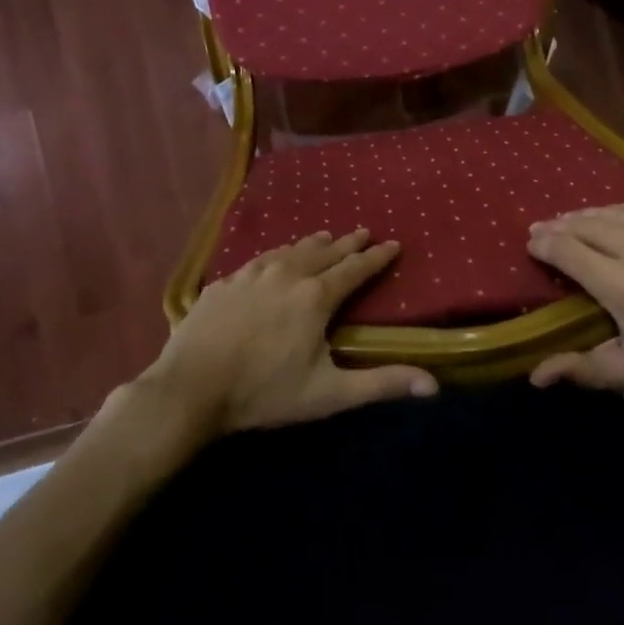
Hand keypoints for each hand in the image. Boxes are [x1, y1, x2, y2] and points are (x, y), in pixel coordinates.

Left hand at [146, 229, 437, 434]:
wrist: (189, 389)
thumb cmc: (264, 392)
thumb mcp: (329, 394)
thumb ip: (381, 384)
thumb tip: (433, 385)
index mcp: (315, 297)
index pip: (355, 269)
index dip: (377, 257)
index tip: (394, 243)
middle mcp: (287, 274)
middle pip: (324, 252)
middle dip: (348, 242)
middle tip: (363, 231)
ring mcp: (251, 275)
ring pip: (290, 250)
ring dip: (312, 243)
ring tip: (324, 236)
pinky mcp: (223, 283)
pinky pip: (258, 260)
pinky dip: (276, 255)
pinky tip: (273, 259)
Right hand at [526, 203, 623, 391]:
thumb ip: (581, 370)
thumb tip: (535, 376)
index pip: (569, 252)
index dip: (544, 244)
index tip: (531, 244)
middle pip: (586, 226)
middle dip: (558, 226)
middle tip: (541, 228)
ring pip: (611, 212)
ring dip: (584, 216)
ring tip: (567, 220)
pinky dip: (617, 210)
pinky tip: (606, 216)